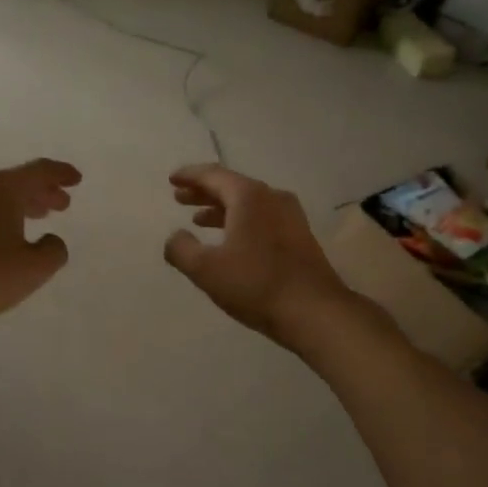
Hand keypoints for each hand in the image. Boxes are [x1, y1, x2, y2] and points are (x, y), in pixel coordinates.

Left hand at [0, 159, 80, 340]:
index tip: (76, 179)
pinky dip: (2, 214)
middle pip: (17, 181)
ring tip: (40, 215)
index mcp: (2, 189)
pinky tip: (8, 233)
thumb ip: (53, 250)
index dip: (60, 174)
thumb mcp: (35, 268)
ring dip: (22, 203)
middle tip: (62, 203)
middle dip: (42, 190)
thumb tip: (50, 240)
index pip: (38, 170)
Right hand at [163, 164, 353, 347]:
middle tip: (180, 198)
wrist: (314, 311)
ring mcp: (290, 217)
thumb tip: (174, 237)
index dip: (189, 176)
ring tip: (199, 220)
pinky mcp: (300, 237)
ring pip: (249, 204)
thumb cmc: (256, 285)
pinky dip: (240, 222)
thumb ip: (181, 249)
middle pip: (232, 186)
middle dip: (204, 192)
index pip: (213, 175)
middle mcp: (272, 197)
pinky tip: (232, 241)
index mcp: (249, 196)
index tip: (172, 179)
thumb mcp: (206, 269)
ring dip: (221, 209)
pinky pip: (262, 218)